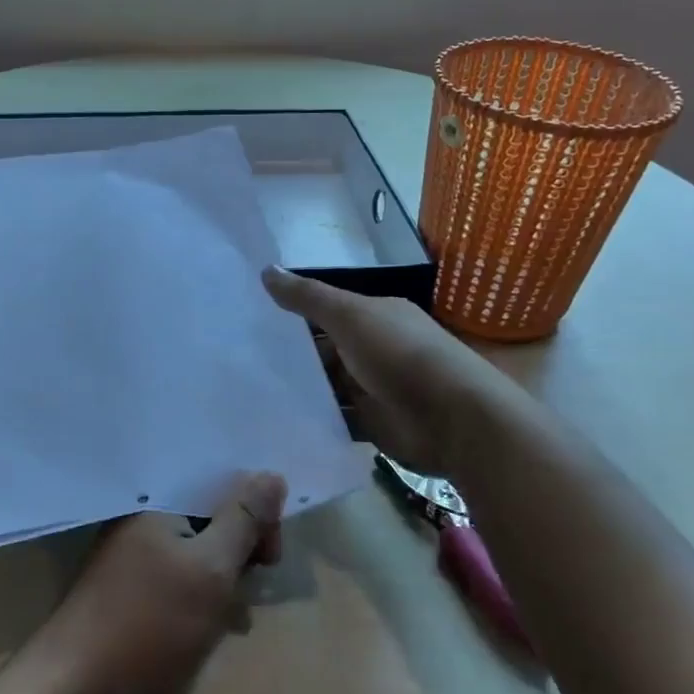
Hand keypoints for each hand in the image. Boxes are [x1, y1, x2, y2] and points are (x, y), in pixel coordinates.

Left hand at [25, 472, 285, 693]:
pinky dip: (208, 595)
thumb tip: (271, 474)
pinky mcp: (140, 592)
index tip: (271, 552)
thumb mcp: (211, 568)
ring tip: (237, 611)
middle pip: (212, 514)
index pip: (219, 482)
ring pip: (203, 550)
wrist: (80, 691)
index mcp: (157, 500)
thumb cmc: (149, 623)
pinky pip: (186, 577)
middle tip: (258, 580)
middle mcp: (147, 519)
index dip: (254, 509)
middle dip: (243, 544)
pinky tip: (220, 623)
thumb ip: (243, 520)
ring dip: (228, 575)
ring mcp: (140, 556)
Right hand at [262, 266, 529, 476]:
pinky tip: (279, 419)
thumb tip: (265, 270)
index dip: (293, 314)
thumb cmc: (400, 355)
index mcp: (376, 316)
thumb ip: (308, 297)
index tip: (251, 319)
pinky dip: (315, 419)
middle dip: (291, 355)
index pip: (327, 311)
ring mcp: (375, 388)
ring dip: (300, 389)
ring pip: (328, 386)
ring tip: (250, 391)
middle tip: (239, 358)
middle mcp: (375, 349)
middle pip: (325, 350)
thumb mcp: (350, 315)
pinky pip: (337, 419)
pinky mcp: (374, 424)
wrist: (455, 420)